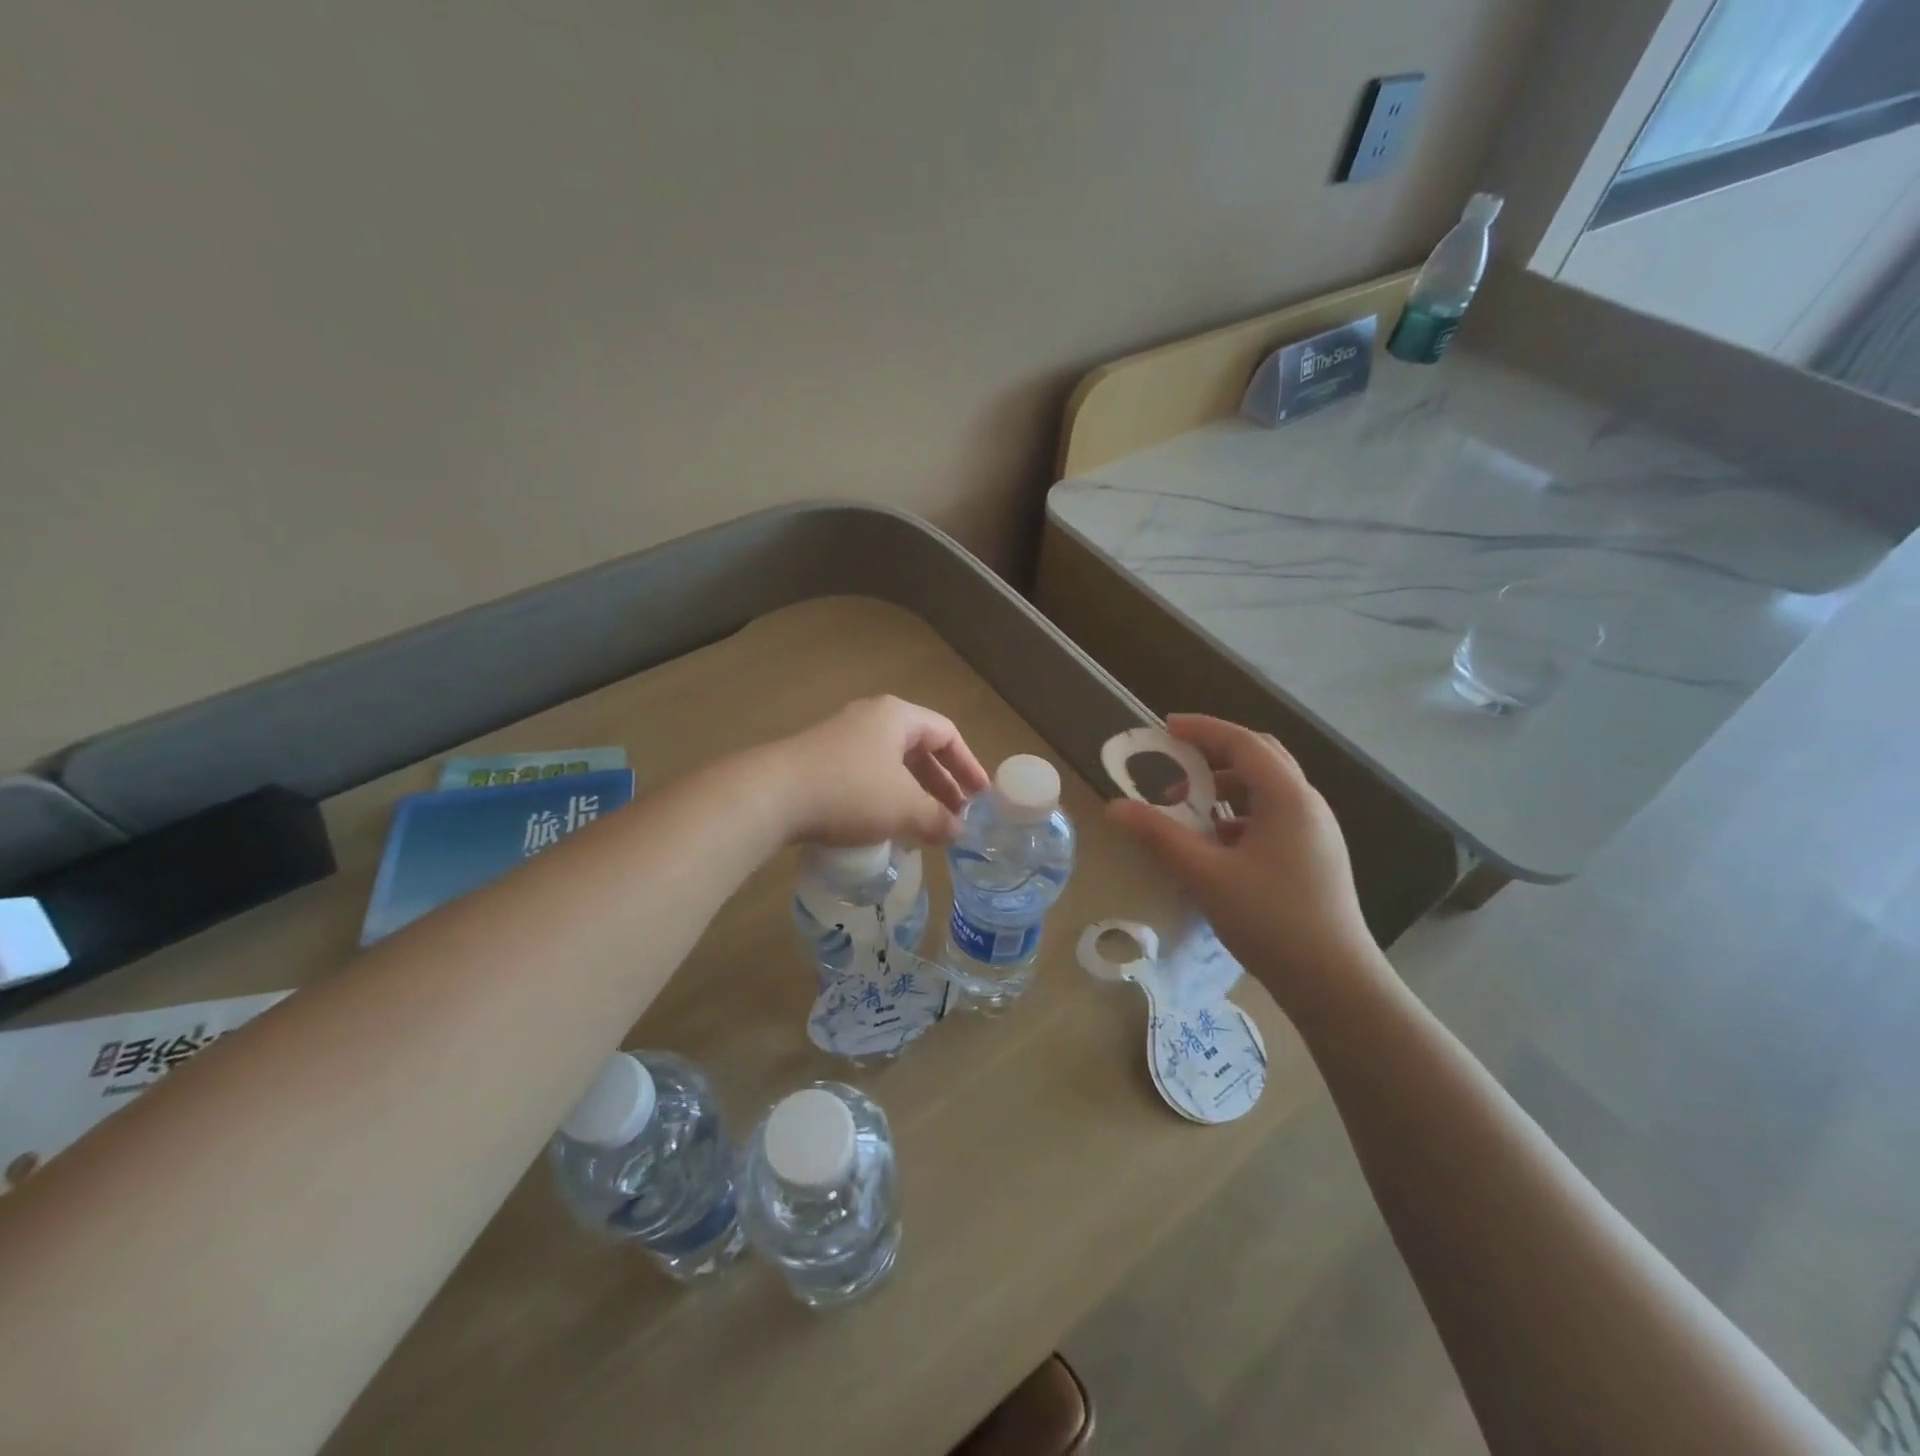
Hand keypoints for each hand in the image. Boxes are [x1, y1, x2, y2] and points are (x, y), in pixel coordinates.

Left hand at [764, 696, 990, 847]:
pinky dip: (885, 798)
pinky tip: (885, 826)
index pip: (946, 734)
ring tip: (924, 826)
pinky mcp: (819, 760)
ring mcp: (841, 737)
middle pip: (918, 748)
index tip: (980, 796)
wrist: (771, 796)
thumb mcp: (904, 808)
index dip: (968, 765)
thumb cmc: (851, 792)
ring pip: (891, 764)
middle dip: (941, 784)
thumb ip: (938, 819)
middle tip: (955, 816)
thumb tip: (958, 831)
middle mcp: (870, 718)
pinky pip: (866, 775)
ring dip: (913, 794)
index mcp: (897, 716)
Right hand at [1107, 715, 1386, 1015]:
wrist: (1335, 983)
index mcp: (1288, 798)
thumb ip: (1158, 835)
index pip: (1242, 742)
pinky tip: (1214, 845)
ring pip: (1265, 790)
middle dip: (1213, 755)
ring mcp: (1315, 832)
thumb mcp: (1205, 875)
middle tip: (1174, 763)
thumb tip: (1114, 806)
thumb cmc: (1270, 920)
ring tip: (1187, 811)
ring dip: (1224, 788)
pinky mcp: (1313, 856)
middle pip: (1259, 758)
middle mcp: (1307, 804)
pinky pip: (1272, 816)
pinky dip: (1238, 815)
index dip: (1202, 729)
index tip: (1164, 729)